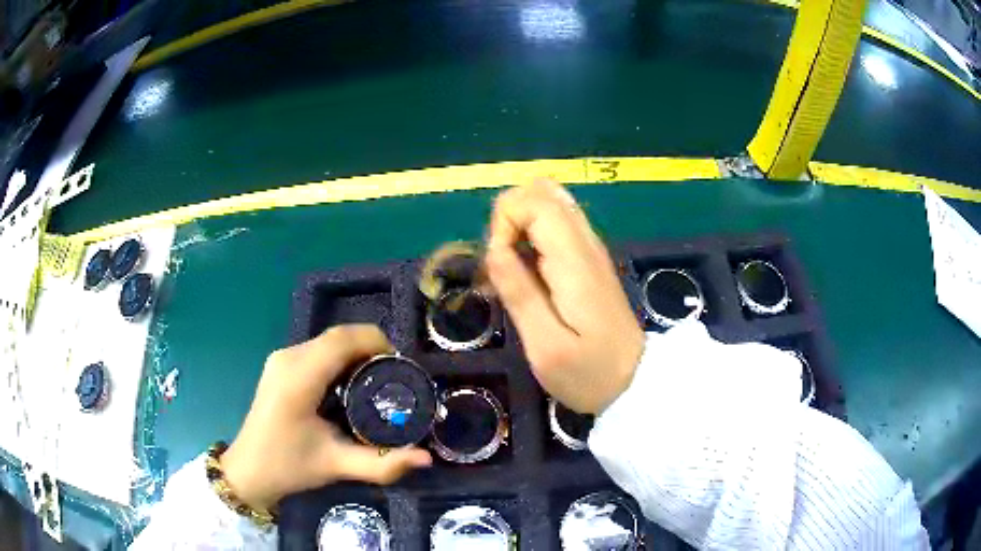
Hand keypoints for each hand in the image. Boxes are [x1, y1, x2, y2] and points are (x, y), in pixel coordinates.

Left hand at [221, 325, 431, 509]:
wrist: (249, 470)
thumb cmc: (289, 467)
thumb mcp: (336, 466)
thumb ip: (383, 464)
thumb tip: (426, 458)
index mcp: (299, 378)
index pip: (342, 340)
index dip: (376, 342)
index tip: (401, 367)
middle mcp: (288, 358)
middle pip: (338, 336)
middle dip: (371, 349)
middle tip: (395, 380)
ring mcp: (281, 358)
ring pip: (328, 341)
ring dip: (356, 353)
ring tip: (378, 383)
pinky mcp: (280, 364)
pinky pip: (318, 350)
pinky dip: (341, 359)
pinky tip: (351, 385)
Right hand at [486, 178, 644, 413]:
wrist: (635, 382)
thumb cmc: (589, 373)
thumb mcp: (546, 347)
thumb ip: (520, 294)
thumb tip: (494, 249)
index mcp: (574, 259)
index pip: (534, 201)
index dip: (504, 222)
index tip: (498, 265)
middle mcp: (585, 242)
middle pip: (541, 191)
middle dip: (509, 218)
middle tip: (504, 265)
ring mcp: (590, 248)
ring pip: (549, 204)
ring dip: (520, 227)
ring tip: (513, 270)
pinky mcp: (589, 259)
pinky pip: (556, 225)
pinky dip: (533, 237)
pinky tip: (529, 274)